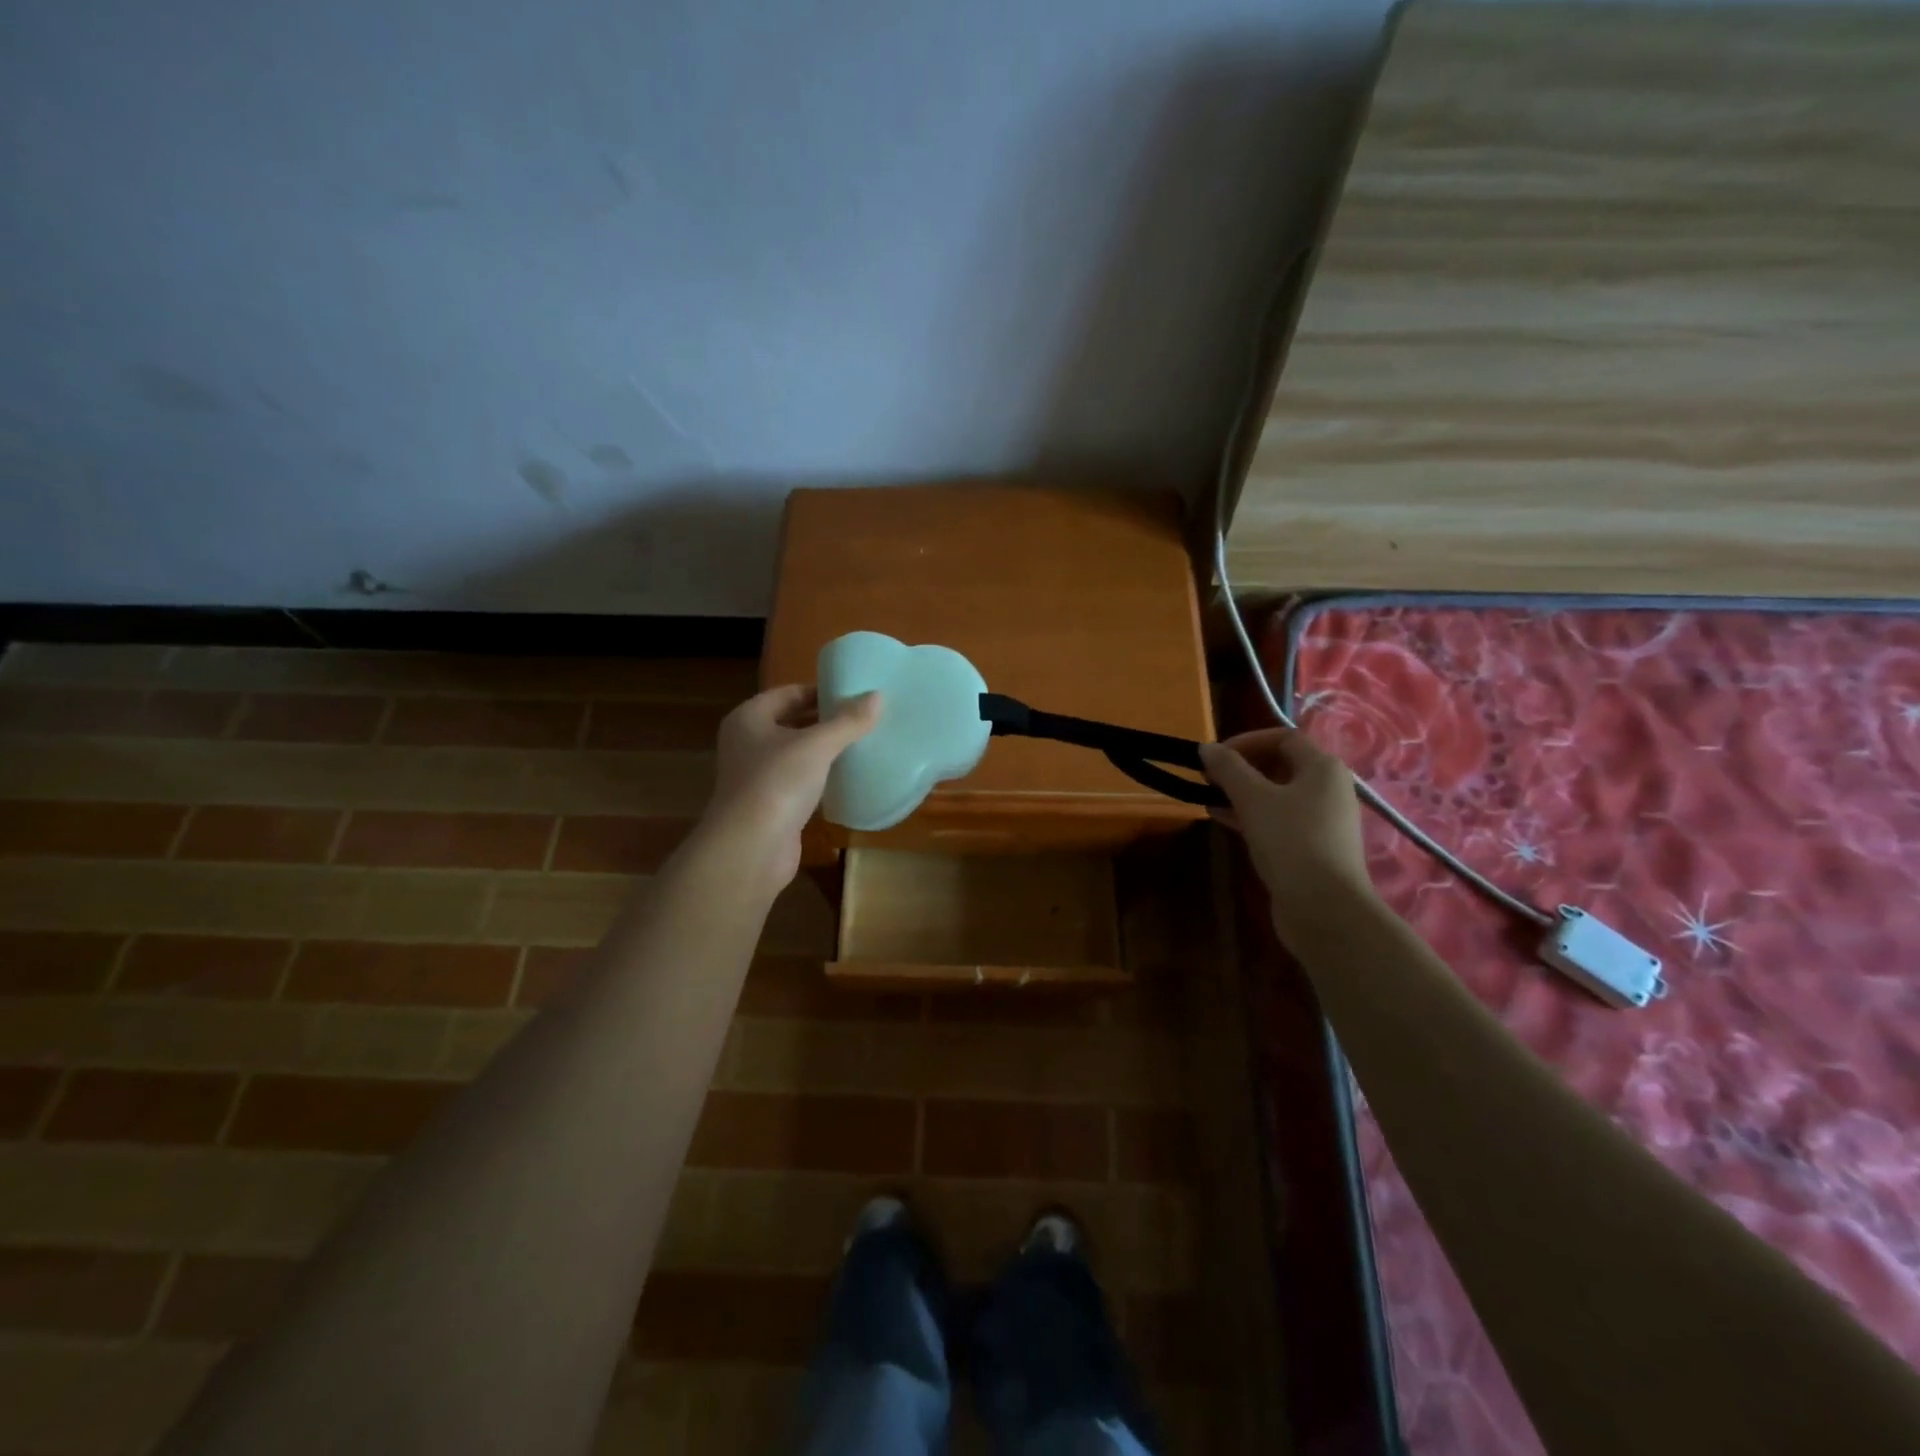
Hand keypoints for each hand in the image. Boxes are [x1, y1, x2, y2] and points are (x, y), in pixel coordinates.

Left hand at [692, 684, 879, 892]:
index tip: (855, 695)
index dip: (820, 692)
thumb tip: (877, 696)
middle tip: (864, 718)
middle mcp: (747, 743)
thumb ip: (847, 721)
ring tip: (863, 743)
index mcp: (748, 718)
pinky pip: (800, 781)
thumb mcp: (817, 746)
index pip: (788, 693)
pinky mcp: (771, 804)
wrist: (751, 849)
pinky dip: (821, 777)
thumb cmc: (777, 783)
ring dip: (824, 750)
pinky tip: (848, 776)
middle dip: (826, 721)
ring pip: (797, 754)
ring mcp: (757, 776)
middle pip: (792, 722)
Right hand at [1199, 727, 1375, 927]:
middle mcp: (1328, 789)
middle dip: (1242, 767)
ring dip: (1243, 793)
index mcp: (1323, 768)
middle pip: (1281, 765)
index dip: (1247, 741)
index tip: (1215, 756)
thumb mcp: (1253, 799)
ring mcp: (1323, 820)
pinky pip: (1279, 820)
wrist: (1324, 908)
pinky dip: (1252, 815)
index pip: (1283, 737)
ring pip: (1277, 795)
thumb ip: (1228, 769)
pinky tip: (1223, 820)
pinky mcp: (1312, 847)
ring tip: (1209, 798)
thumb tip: (1207, 748)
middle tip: (1209, 777)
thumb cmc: (1291, 841)